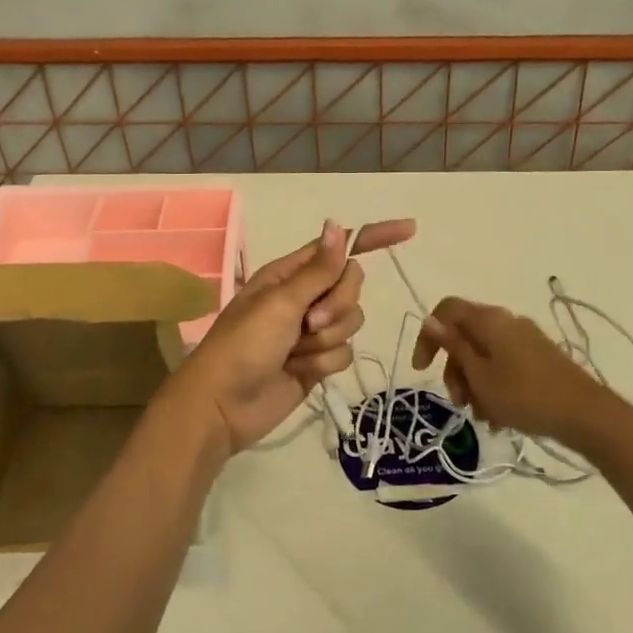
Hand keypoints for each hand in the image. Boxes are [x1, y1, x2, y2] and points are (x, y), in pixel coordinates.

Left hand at [168, 217, 416, 461]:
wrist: (222, 406)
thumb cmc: (243, 345)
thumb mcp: (280, 303)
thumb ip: (318, 270)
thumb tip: (338, 225)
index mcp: (290, 274)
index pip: (339, 248)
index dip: (373, 237)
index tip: (410, 229)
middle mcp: (303, 297)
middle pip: (351, 286)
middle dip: (337, 306)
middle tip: (308, 323)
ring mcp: (311, 331)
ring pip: (351, 322)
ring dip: (326, 340)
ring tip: (295, 353)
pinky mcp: (317, 362)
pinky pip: (344, 353)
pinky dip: (323, 364)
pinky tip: (298, 372)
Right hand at [411, 297, 606, 444]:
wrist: (585, 415)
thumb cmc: (524, 395)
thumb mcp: (480, 376)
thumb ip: (454, 347)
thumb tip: (430, 321)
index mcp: (490, 320)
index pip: (446, 311)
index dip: (428, 336)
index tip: (422, 370)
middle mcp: (507, 322)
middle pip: (465, 336)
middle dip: (455, 370)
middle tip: (459, 402)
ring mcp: (525, 339)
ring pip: (484, 355)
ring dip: (474, 384)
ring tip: (482, 417)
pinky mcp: (539, 358)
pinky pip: (504, 366)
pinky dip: (494, 387)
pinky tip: (498, 418)